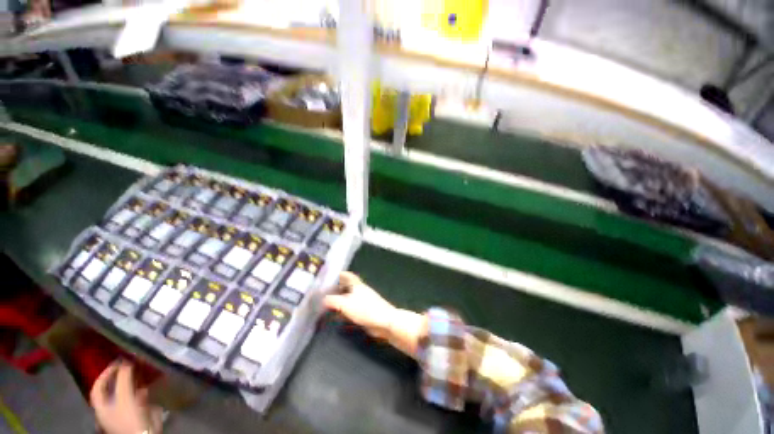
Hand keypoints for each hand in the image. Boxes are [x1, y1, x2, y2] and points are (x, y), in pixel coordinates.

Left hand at [90, 361, 160, 433]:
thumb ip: (124, 377)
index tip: (118, 360)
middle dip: (121, 376)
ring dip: (132, 382)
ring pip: (125, 393)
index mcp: (100, 404)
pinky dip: (141, 390)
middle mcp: (108, 407)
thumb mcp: (124, 396)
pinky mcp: (135, 414)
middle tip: (131, 365)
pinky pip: (136, 398)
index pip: (98, 385)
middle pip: (112, 389)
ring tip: (142, 372)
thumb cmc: (128, 416)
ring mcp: (122, 412)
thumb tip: (127, 359)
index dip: (106, 372)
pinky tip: (148, 386)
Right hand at [324, 272, 424, 356]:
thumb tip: (322, 299)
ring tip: (327, 305)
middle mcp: (360, 291)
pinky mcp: (364, 312)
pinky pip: (351, 309)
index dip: (339, 274)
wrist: (384, 322)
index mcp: (357, 285)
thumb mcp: (345, 304)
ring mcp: (363, 301)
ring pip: (348, 298)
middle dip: (336, 289)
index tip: (329, 276)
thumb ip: (332, 301)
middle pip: (347, 287)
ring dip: (339, 301)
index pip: (347, 275)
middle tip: (324, 293)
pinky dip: (344, 310)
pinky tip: (337, 316)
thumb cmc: (366, 309)